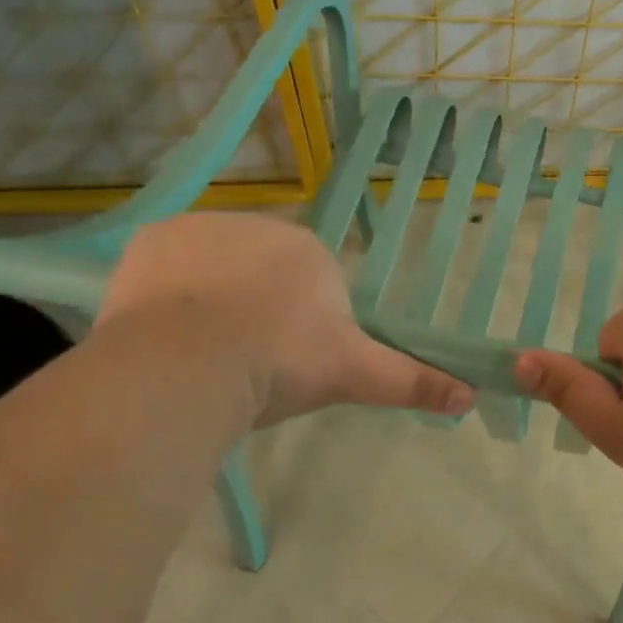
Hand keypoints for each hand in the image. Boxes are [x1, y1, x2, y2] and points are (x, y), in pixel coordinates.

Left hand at [98, 214, 475, 426]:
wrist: (191, 362)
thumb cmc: (282, 362)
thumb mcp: (353, 374)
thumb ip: (411, 381)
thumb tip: (472, 397)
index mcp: (309, 250)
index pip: (309, 282)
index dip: (298, 324)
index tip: (286, 362)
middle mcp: (259, 226)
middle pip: (261, 271)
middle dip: (256, 308)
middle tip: (245, 362)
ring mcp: (201, 228)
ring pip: (212, 268)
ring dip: (210, 300)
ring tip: (202, 354)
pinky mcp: (151, 240)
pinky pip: (165, 267)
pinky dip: (165, 295)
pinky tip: (165, 333)